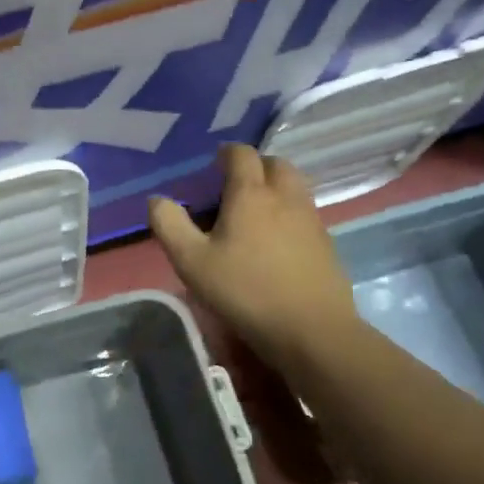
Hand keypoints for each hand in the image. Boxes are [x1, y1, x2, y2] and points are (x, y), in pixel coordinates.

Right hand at [148, 144, 359, 367]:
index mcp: (251, 194)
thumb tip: (157, 199)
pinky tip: (276, 241)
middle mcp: (285, 197)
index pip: (242, 155)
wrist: (311, 330)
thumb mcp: (192, 262)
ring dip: (275, 187)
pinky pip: (305, 213)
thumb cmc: (245, 291)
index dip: (226, 153)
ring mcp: (311, 219)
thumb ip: (170, 225)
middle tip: (234, 186)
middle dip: (255, 166)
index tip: (213, 165)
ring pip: (295, 186)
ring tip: (254, 212)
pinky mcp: (326, 243)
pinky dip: (289, 213)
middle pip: (275, 164)